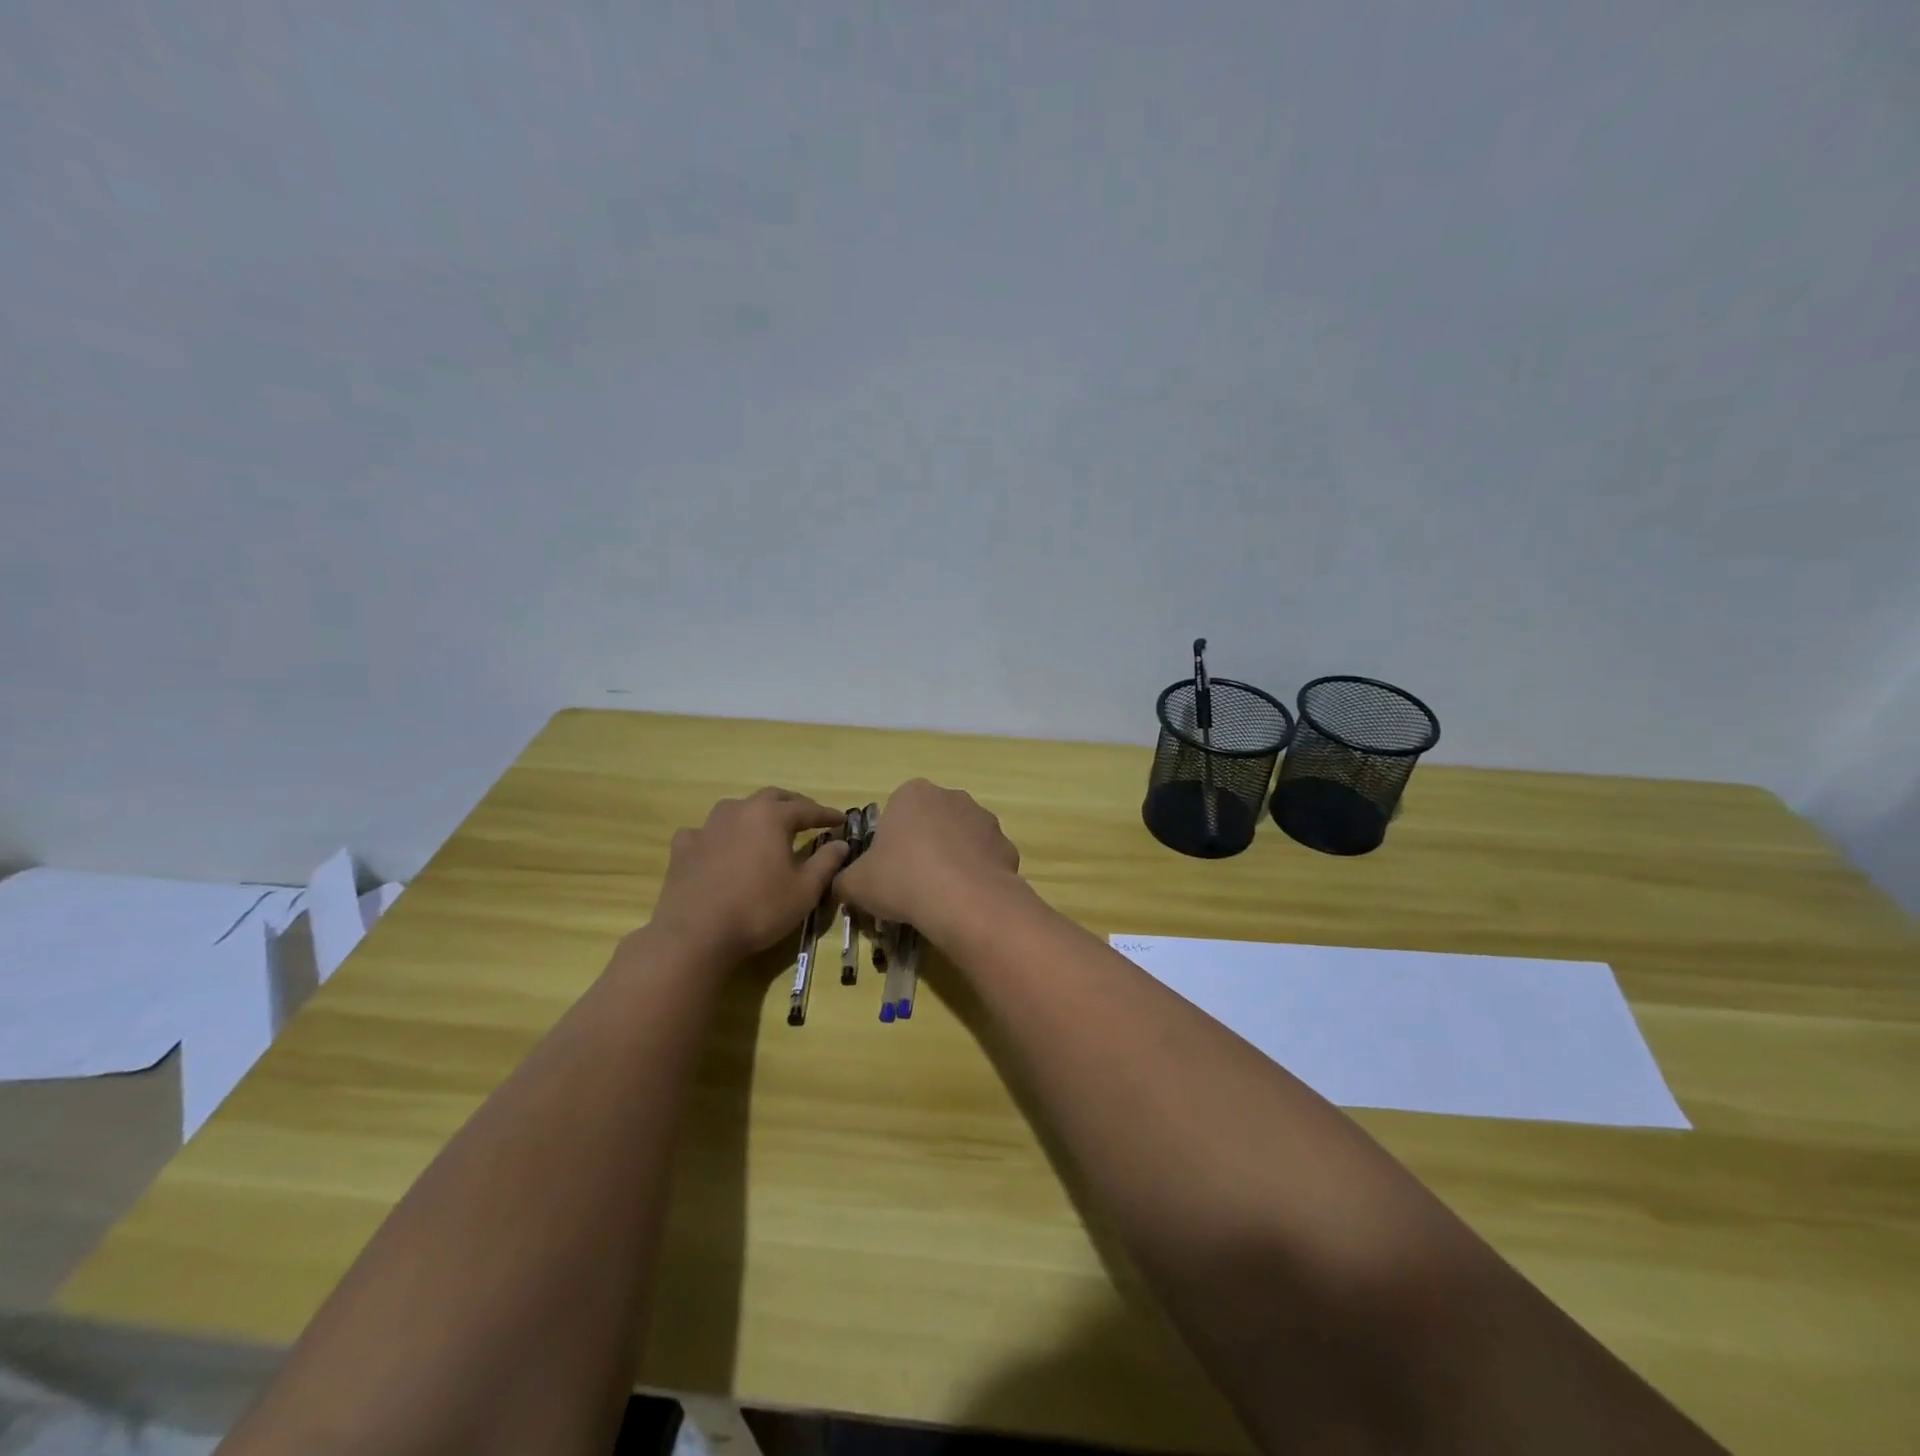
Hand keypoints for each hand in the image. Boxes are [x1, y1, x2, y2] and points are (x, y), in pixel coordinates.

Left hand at [649, 788, 848, 965]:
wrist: (696, 934)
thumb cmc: (759, 909)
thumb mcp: (805, 890)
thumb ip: (826, 862)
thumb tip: (841, 843)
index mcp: (770, 817)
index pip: (807, 809)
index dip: (826, 815)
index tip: (841, 819)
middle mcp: (739, 811)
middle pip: (771, 798)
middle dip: (793, 805)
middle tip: (807, 817)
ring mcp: (707, 827)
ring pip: (736, 809)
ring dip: (755, 814)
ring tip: (764, 829)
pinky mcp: (683, 848)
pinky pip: (704, 832)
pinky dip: (718, 836)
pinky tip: (719, 848)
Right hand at [833, 779, 1021, 939]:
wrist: (965, 901)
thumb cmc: (903, 879)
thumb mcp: (856, 884)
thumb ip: (844, 879)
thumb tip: (842, 884)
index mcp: (913, 794)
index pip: (896, 812)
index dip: (891, 842)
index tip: (888, 869)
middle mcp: (951, 796)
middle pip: (931, 822)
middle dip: (924, 847)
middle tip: (912, 883)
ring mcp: (984, 819)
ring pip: (961, 840)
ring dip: (952, 860)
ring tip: (941, 897)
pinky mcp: (1007, 845)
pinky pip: (985, 860)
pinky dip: (976, 876)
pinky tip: (967, 901)